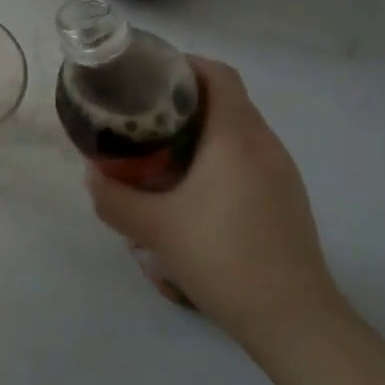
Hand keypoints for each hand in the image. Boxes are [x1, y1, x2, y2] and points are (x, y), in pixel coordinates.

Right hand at [88, 57, 344, 355]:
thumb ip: (113, 197)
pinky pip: (251, 155)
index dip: (185, 64)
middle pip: (228, 99)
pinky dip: (221, 153)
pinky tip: (194, 186)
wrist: (293, 320)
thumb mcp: (153, 228)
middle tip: (144, 114)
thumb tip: (91, 174)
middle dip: (186, 97)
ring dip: (204, 127)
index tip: (150, 75)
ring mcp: (282, 172)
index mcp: (235, 138)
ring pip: (240, 128)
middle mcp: (265, 145)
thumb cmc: (222, 258)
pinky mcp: (288, 197)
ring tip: (162, 148)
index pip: (218, 75)